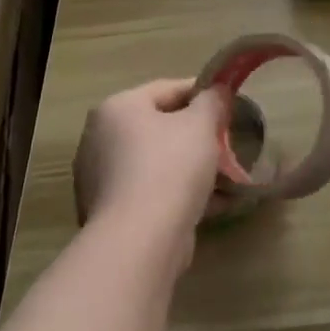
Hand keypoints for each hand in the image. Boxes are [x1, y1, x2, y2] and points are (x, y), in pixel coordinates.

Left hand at [74, 80, 227, 257]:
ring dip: (191, 167)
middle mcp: (100, 139)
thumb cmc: (170, 167)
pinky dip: (178, 193)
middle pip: (159, 127)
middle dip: (197, 135)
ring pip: (157, 163)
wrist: (140, 240)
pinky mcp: (110, 213)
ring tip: (226, 176)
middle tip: (226, 142)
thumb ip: (212, 101)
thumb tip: (217, 90)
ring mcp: (101, 179)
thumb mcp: (201, 125)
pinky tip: (212, 203)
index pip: (166, 89)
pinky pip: (151, 192)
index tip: (229, 102)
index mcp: (117, 109)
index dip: (202, 92)